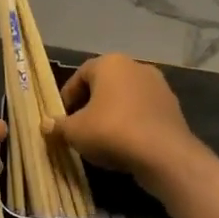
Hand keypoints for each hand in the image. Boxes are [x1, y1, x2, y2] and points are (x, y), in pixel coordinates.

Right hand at [48, 54, 201, 195]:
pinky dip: (132, 123)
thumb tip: (46, 124)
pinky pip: (143, 112)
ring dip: (112, 113)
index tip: (62, 117)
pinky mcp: (173, 107)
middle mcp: (136, 67)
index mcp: (110, 63)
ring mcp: (159, 86)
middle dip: (90, 104)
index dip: (67, 96)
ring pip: (126, 98)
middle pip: (105, 84)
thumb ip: (58, 126)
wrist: (163, 154)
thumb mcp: (74, 132)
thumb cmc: (111, 131)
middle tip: (79, 126)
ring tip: (102, 137)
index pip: (80, 74)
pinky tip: (126, 143)